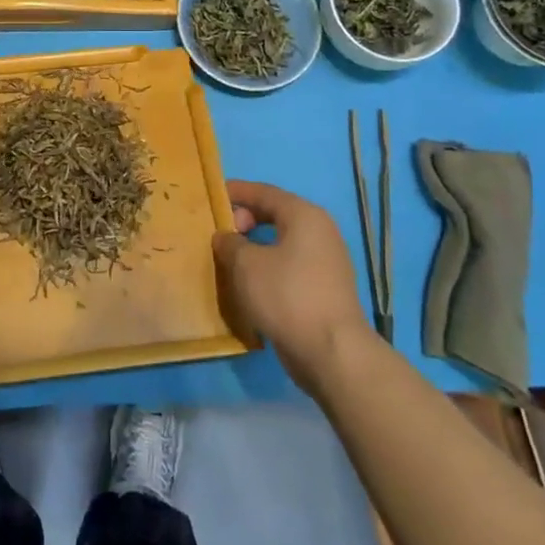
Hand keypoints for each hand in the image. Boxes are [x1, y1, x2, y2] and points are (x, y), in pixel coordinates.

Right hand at [214, 180, 372, 390]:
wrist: (332, 352)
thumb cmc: (286, 295)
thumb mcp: (245, 264)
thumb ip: (230, 243)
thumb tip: (226, 237)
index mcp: (304, 216)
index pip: (265, 192)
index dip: (237, 192)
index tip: (212, 196)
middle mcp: (321, 232)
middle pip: (276, 215)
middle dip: (245, 219)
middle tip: (221, 233)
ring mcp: (327, 262)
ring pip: (283, 243)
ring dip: (255, 247)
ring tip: (230, 259)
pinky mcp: (325, 289)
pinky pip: (290, 266)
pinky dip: (269, 267)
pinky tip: (251, 283)